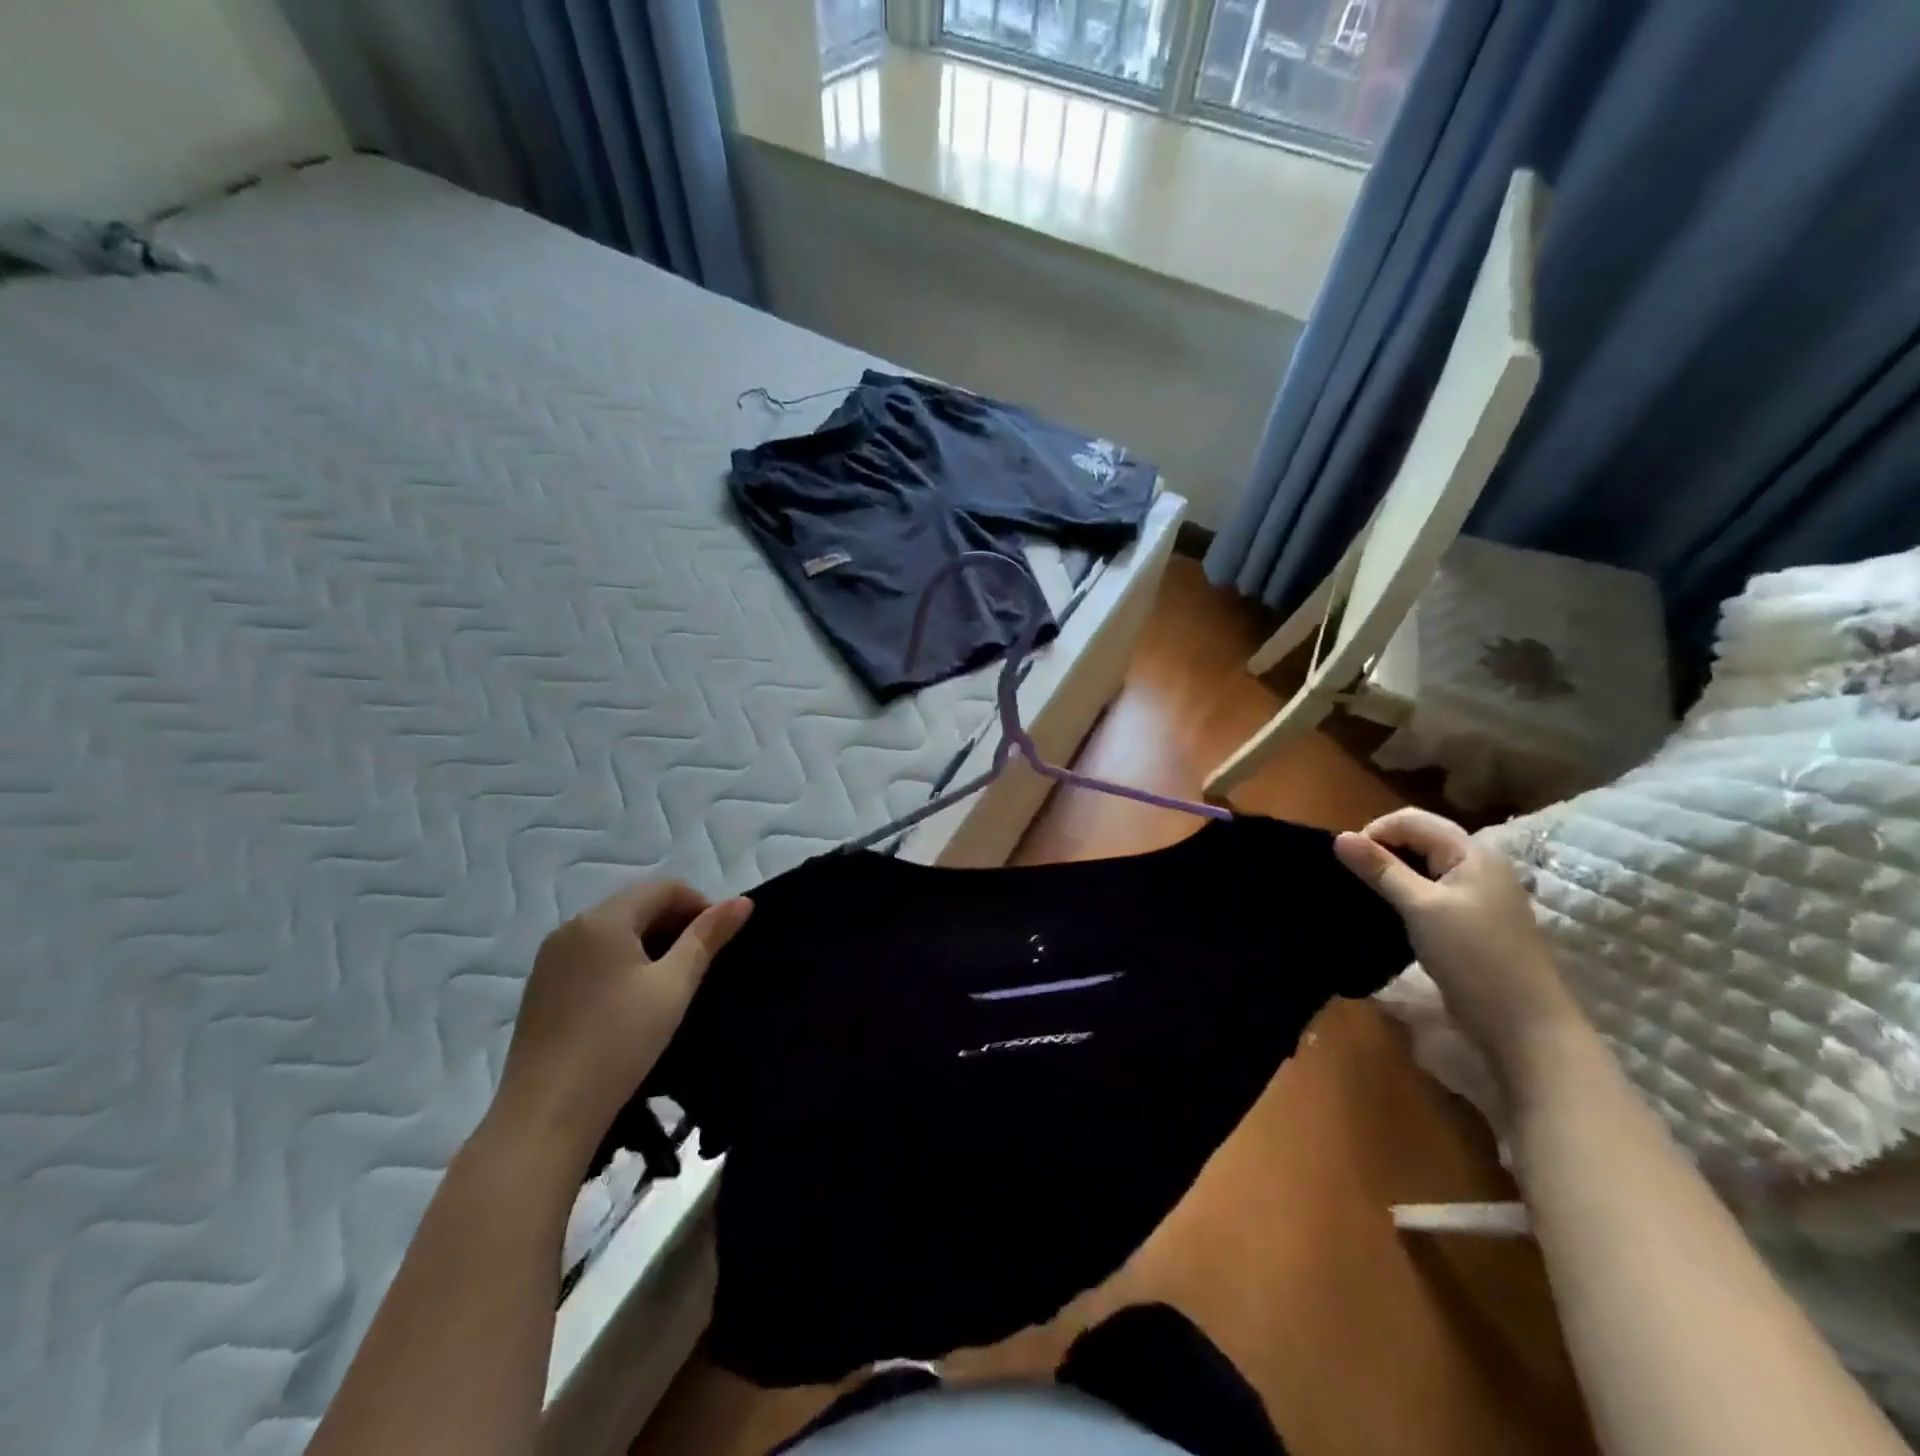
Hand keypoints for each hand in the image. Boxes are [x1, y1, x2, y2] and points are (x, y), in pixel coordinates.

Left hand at [488, 880, 752, 1163]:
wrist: (545, 1116)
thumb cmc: (618, 1042)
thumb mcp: (674, 987)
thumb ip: (708, 937)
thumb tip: (743, 901)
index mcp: (603, 919)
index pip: (664, 888)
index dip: (701, 904)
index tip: (722, 940)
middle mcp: (572, 928)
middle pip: (637, 905)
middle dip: (676, 924)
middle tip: (703, 963)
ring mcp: (550, 959)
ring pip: (614, 931)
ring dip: (650, 943)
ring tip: (673, 983)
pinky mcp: (541, 989)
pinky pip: (592, 956)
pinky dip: (622, 962)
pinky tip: (634, 1001)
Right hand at [1335, 808, 1578, 1072]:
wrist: (1525, 1026)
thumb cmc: (1473, 957)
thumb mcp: (1420, 908)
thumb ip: (1380, 869)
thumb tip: (1339, 837)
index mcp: (1472, 852)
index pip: (1412, 820)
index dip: (1375, 833)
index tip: (1349, 863)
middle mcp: (1479, 865)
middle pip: (1420, 838)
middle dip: (1382, 851)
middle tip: (1355, 879)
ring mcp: (1479, 894)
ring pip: (1424, 866)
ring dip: (1393, 874)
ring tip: (1367, 895)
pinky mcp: (1473, 920)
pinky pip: (1432, 891)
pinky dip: (1407, 894)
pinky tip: (1391, 914)